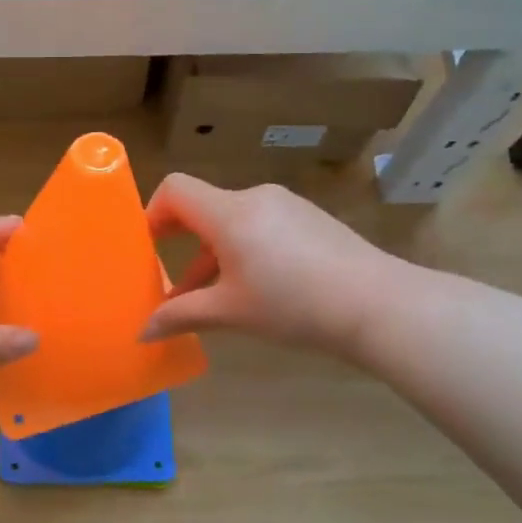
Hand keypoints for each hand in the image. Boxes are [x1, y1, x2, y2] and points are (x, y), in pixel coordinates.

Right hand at [140, 175, 404, 356]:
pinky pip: (260, 227)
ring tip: (209, 298)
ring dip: (212, 254)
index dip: (152, 213)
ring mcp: (287, 206)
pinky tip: (254, 290)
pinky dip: (242, 251)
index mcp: (229, 213)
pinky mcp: (310, 220)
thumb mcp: (229, 312)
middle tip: (168, 281)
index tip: (146, 249)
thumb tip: (142, 332)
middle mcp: (255, 198)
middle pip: (203, 207)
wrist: (379, 305)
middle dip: (181, 243)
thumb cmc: (293, 305)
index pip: (175, 189)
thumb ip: (180, 316)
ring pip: (232, 221)